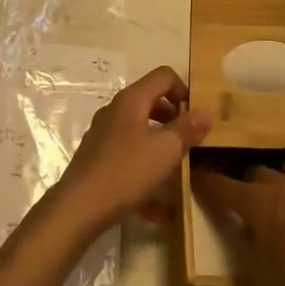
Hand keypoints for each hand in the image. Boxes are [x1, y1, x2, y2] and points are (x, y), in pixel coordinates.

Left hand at [53, 66, 208, 233]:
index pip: (163, 76)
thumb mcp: (166, 150)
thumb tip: (205, 112)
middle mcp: (115, 110)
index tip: (196, 116)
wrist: (79, 207)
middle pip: (151, 101)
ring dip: (161, 145)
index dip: (184, 90)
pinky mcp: (98, 158)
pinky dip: (146, 172)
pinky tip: (161, 210)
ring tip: (178, 169)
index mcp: (132, 100)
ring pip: (140, 131)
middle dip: (174, 118)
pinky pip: (129, 157)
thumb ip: (187, 129)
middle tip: (190, 140)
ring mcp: (104, 134)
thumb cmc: (127, 171)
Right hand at [191, 160, 284, 285]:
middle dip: (247, 179)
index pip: (220, 187)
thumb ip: (248, 252)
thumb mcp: (263, 271)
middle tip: (246, 191)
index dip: (205, 182)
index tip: (194, 176)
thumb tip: (241, 240)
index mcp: (253, 201)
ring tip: (282, 183)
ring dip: (282, 174)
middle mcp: (277, 183)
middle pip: (255, 171)